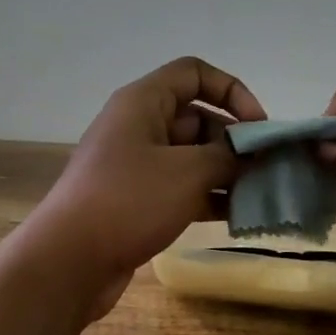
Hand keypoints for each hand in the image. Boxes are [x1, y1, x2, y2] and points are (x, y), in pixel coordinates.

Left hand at [28, 56, 265, 319]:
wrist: (70, 260)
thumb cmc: (130, 202)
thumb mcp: (188, 172)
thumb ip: (228, 156)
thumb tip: (252, 152)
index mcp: (143, 102)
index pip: (194, 74)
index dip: (231, 91)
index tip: (258, 126)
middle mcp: (138, 127)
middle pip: (197, 118)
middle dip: (233, 141)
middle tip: (265, 169)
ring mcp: (136, 166)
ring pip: (191, 158)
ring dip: (225, 173)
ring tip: (259, 196)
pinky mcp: (137, 200)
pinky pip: (180, 188)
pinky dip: (208, 197)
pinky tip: (236, 217)